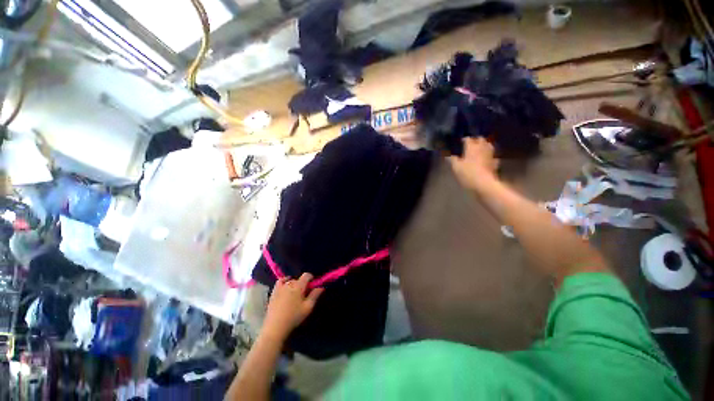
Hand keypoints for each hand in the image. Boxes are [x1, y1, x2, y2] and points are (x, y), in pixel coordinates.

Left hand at [263, 273, 324, 340]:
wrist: (275, 326)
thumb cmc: (294, 316)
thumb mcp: (308, 307)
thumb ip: (315, 295)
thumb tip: (321, 287)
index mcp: (299, 286)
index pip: (306, 275)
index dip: (311, 278)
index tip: (313, 285)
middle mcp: (289, 283)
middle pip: (299, 279)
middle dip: (303, 284)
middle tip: (305, 294)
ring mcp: (280, 287)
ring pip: (290, 280)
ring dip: (294, 284)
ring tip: (295, 294)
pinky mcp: (273, 292)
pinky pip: (280, 282)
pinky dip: (284, 281)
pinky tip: (285, 287)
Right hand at [448, 137, 498, 189]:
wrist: (484, 183)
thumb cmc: (467, 173)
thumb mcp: (456, 167)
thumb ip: (453, 160)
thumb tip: (449, 156)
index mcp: (471, 147)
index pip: (468, 139)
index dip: (464, 139)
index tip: (461, 141)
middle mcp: (482, 148)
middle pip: (481, 139)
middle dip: (476, 140)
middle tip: (471, 143)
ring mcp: (490, 155)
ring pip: (489, 145)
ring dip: (484, 145)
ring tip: (480, 148)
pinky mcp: (494, 163)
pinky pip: (492, 156)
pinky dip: (489, 156)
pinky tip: (487, 158)